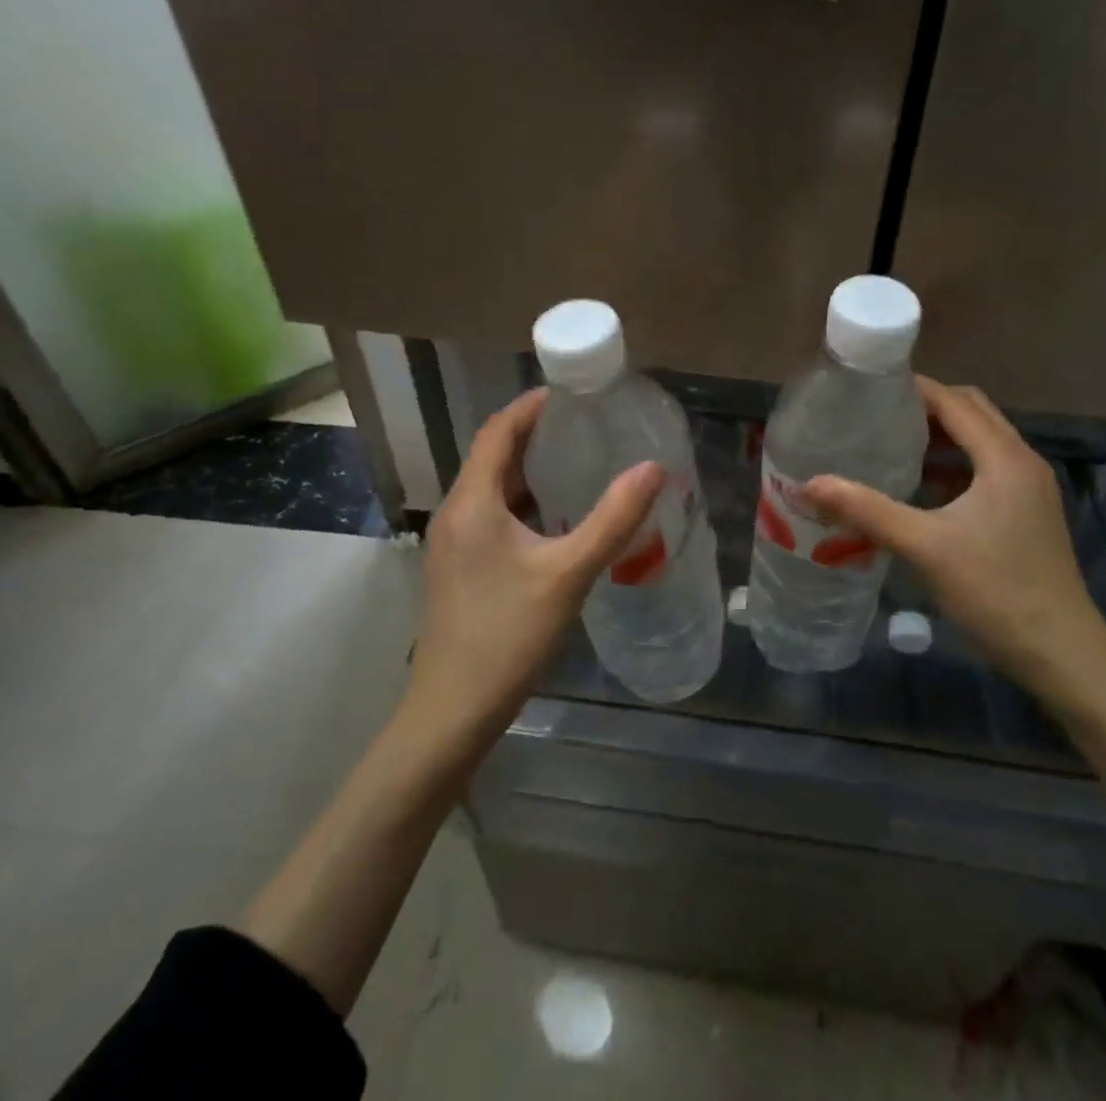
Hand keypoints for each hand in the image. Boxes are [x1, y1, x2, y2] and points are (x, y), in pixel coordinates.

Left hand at [407, 388, 663, 746]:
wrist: (452, 711)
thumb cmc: (507, 634)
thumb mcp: (568, 573)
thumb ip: (612, 519)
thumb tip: (653, 468)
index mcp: (472, 502)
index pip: (497, 431)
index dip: (531, 406)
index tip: (571, 393)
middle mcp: (456, 514)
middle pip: (494, 457)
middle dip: (536, 436)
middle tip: (587, 426)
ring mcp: (454, 545)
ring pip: (493, 490)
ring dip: (531, 472)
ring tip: (580, 464)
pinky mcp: (460, 570)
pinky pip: (493, 518)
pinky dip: (525, 505)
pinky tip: (559, 521)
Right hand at [802, 377, 1105, 684]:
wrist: (1061, 654)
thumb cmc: (995, 592)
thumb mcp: (924, 547)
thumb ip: (866, 510)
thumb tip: (809, 485)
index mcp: (1004, 458)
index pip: (954, 401)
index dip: (913, 388)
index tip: (868, 387)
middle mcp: (1022, 462)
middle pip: (972, 412)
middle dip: (926, 407)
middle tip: (877, 415)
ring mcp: (1029, 489)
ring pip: (981, 442)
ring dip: (941, 437)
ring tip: (891, 445)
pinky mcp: (1027, 513)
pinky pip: (986, 470)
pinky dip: (954, 466)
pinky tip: (921, 488)